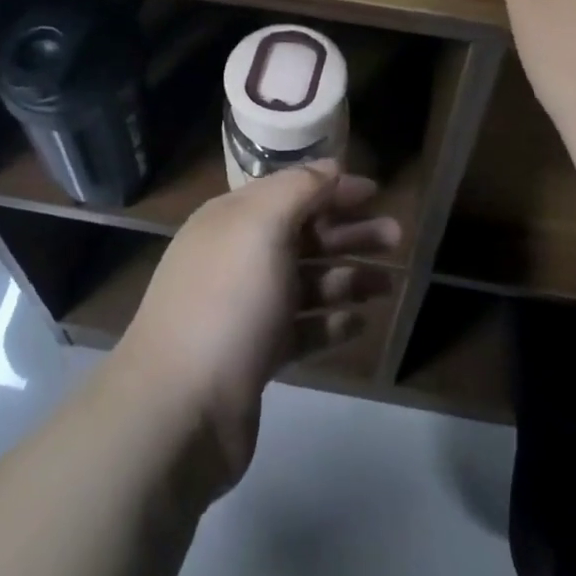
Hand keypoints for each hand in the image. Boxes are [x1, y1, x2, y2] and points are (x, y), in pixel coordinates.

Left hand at [118, 163, 398, 488]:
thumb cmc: (227, 301)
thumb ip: (299, 189)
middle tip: (396, 236)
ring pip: (306, 283)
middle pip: (303, 236)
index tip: (375, 192)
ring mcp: (244, 310)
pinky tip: (360, 322)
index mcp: (232, 220)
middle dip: (349, 233)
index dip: (332, 188)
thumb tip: (331, 166)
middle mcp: (237, 258)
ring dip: (348, 278)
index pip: (290, 191)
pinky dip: (330, 322)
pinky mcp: (254, 356)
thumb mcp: (262, 226)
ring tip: (389, 285)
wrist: (179, 409)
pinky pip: (301, 329)